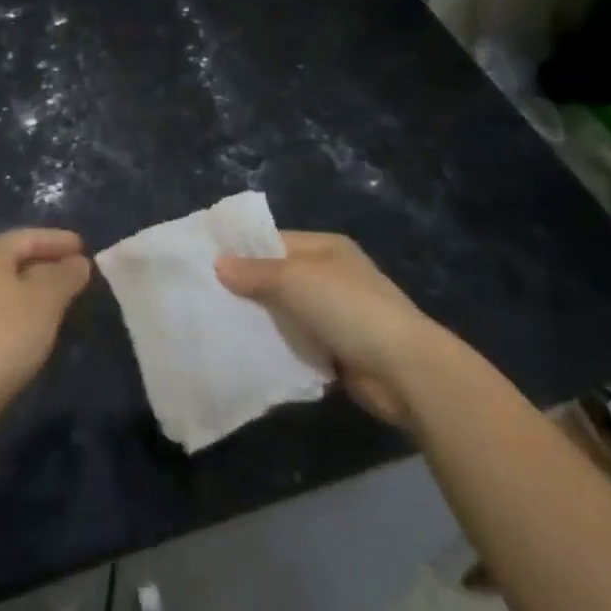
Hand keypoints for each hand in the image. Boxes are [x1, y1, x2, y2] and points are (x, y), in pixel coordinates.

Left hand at [0, 228, 91, 418]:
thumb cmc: (6, 334)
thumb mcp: (48, 300)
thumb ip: (67, 275)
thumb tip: (78, 263)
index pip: (29, 237)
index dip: (60, 241)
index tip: (84, 247)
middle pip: (15, 258)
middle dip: (47, 264)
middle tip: (76, 272)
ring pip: (5, 284)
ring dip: (33, 287)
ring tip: (61, 297)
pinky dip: (17, 307)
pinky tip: (34, 321)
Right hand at [216, 231, 444, 424]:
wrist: (403, 369)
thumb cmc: (347, 308)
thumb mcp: (295, 280)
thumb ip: (256, 272)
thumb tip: (219, 263)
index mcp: (325, 248)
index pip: (275, 242)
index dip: (243, 251)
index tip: (207, 264)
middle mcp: (331, 276)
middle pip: (279, 278)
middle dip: (248, 289)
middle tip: (207, 300)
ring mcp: (337, 315)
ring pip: (288, 313)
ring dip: (263, 322)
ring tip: (220, 328)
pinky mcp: (339, 351)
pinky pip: (300, 344)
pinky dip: (280, 348)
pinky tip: (251, 355)